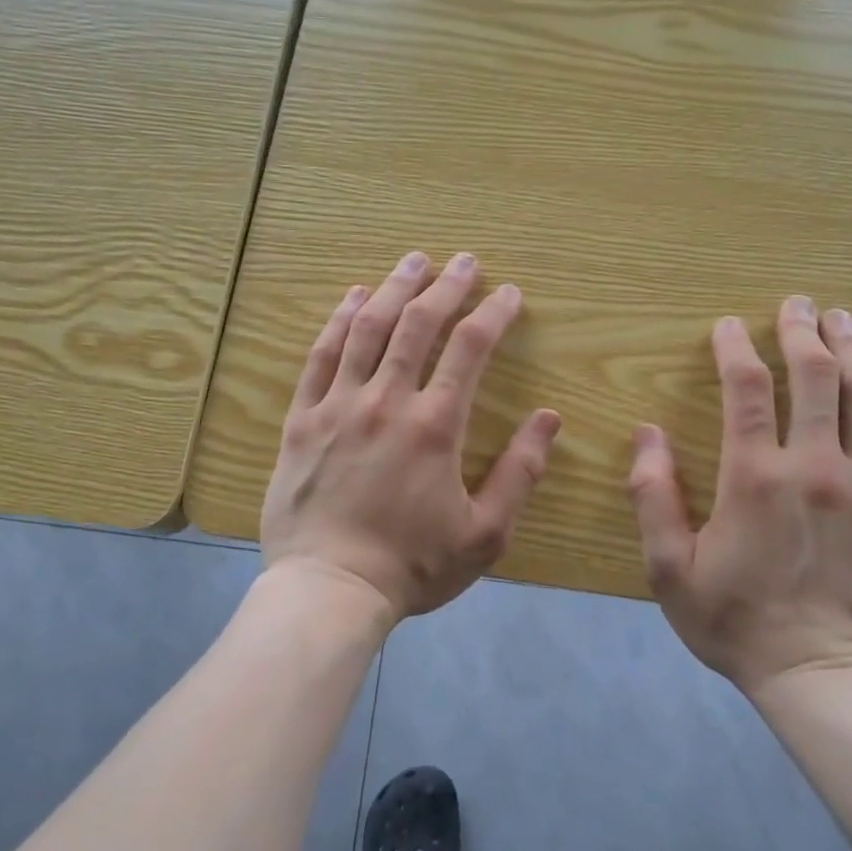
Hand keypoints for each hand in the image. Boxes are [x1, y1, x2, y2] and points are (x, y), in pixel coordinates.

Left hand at [261, 250, 562, 623]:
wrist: (328, 589)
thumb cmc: (412, 565)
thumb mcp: (485, 533)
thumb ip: (520, 472)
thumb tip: (549, 419)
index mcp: (435, 425)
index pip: (470, 349)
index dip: (492, 314)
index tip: (508, 293)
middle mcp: (386, 401)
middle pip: (418, 325)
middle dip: (446, 286)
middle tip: (464, 260)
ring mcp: (338, 405)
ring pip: (367, 329)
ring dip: (393, 288)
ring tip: (413, 261)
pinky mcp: (302, 419)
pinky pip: (319, 356)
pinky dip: (338, 320)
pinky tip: (353, 297)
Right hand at [626, 296, 851, 693]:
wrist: (824, 677)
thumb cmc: (736, 622)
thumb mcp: (668, 569)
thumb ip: (651, 497)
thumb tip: (646, 434)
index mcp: (755, 479)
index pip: (747, 390)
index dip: (735, 348)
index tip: (728, 325)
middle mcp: (816, 469)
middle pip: (817, 379)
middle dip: (803, 331)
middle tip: (797, 303)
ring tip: (842, 320)